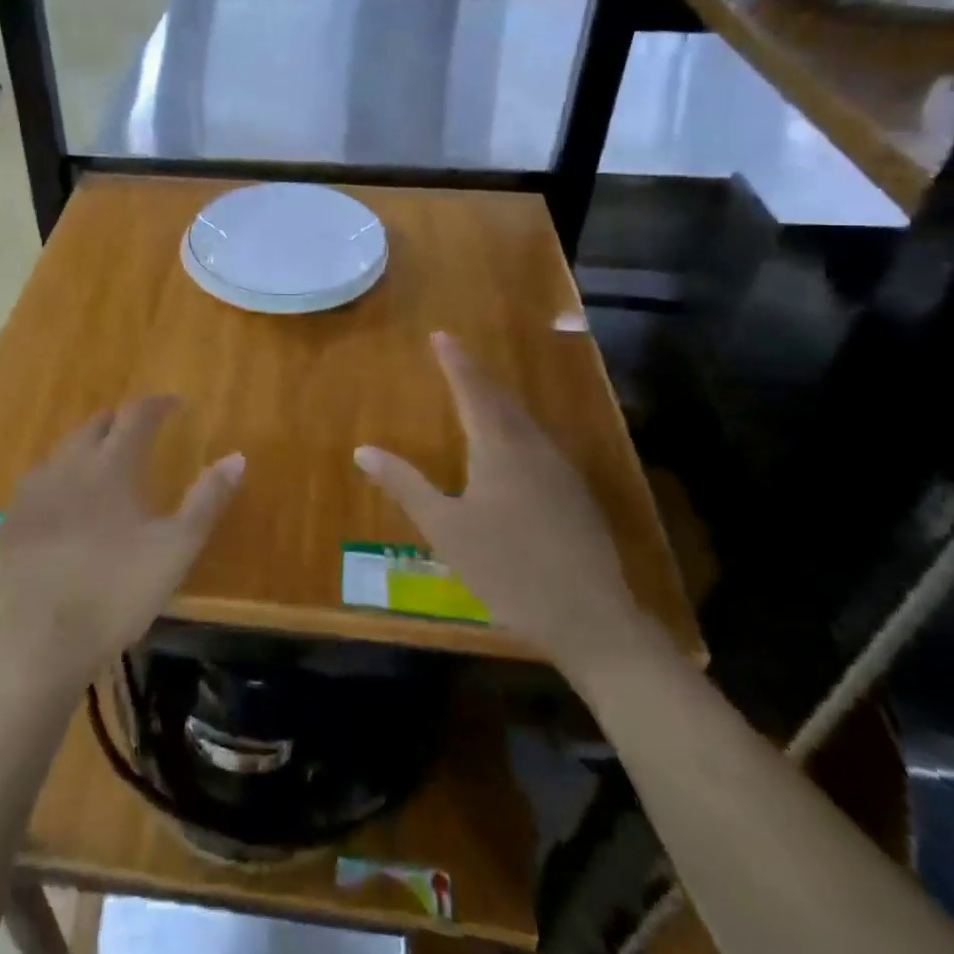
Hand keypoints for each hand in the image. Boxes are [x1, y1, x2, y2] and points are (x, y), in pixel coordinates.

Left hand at [0, 397, 242, 693]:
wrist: (43, 643)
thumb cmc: (118, 592)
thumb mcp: (176, 549)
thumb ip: (207, 499)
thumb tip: (237, 456)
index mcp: (111, 467)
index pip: (135, 416)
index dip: (156, 405)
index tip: (173, 404)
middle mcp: (68, 466)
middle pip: (94, 426)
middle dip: (118, 422)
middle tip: (137, 432)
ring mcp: (33, 493)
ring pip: (62, 451)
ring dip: (86, 446)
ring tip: (100, 462)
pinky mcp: (11, 521)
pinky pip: (37, 481)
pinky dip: (57, 477)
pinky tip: (60, 499)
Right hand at [354, 332, 652, 680]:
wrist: (591, 618)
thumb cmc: (507, 569)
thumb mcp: (445, 528)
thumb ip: (405, 485)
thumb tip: (362, 450)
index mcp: (499, 448)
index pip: (472, 390)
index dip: (455, 362)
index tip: (441, 335)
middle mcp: (533, 448)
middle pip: (501, 401)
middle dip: (476, 377)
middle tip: (456, 358)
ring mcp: (561, 472)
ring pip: (524, 423)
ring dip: (499, 404)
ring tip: (479, 397)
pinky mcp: (576, 497)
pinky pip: (539, 446)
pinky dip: (517, 431)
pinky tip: (514, 451)